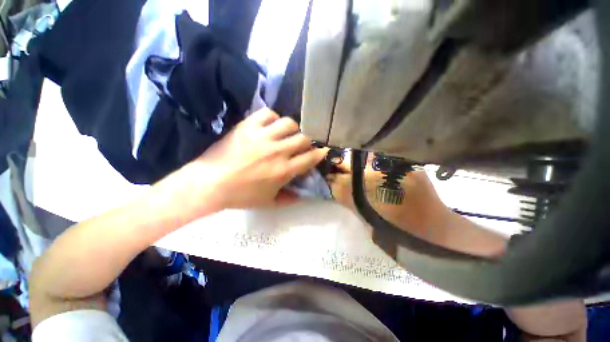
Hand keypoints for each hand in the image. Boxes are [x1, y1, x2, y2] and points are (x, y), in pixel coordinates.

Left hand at [181, 108, 326, 209]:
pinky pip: (267, 113)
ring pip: (289, 123)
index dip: (320, 153)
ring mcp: (263, 136)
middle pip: (304, 138)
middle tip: (301, 145)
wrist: (210, 183)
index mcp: (284, 170)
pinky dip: (273, 118)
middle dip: (307, 141)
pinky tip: (270, 125)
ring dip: (292, 129)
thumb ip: (288, 199)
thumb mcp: (268, 202)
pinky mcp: (248, 126)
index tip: (322, 151)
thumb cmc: (241, 195)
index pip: (310, 157)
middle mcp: (277, 151)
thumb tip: (302, 196)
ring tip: (286, 134)